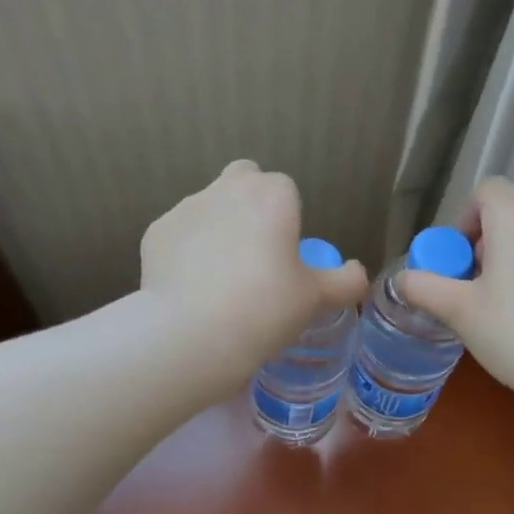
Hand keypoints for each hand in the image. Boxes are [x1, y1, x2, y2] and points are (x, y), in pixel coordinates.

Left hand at [140, 161, 367, 385]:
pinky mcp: (155, 232)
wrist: (193, 333)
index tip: (285, 253)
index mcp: (272, 195)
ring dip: (217, 229)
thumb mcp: (315, 299)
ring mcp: (186, 208)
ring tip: (219, 279)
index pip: (285, 188)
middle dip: (249, 203)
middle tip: (255, 252)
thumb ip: (344, 281)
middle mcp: (227, 189)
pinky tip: (190, 288)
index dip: (287, 218)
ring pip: (207, 207)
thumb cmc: (265, 308)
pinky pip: (179, 235)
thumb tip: (357, 274)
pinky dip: (186, 252)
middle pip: (243, 180)